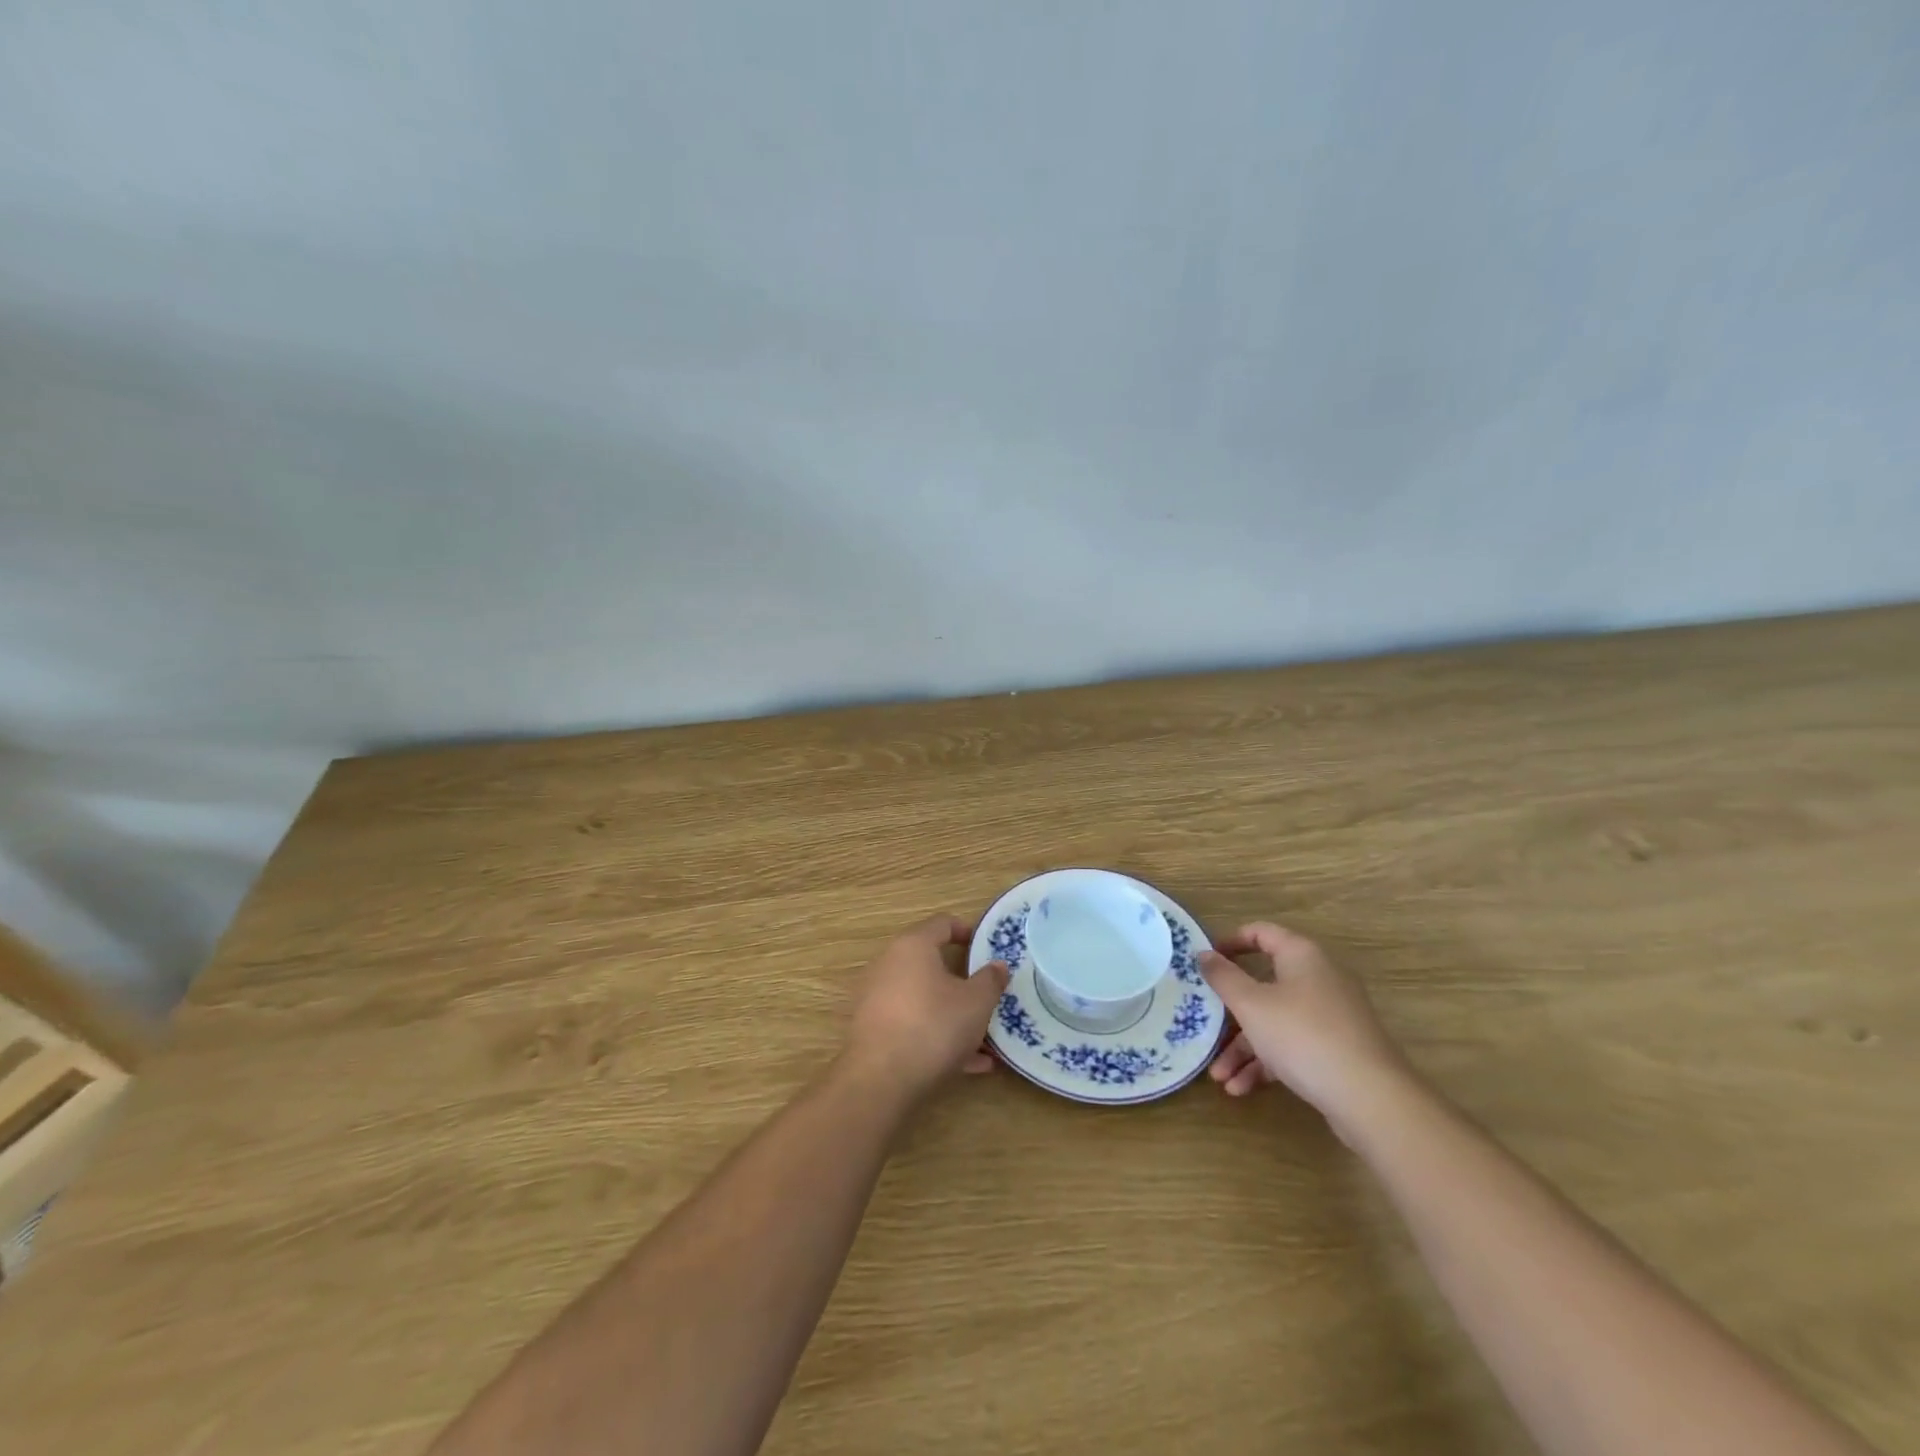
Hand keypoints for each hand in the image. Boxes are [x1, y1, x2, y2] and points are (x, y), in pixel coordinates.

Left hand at [844, 915, 1010, 1099]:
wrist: (880, 1079)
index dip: (967, 930)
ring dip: (953, 1014)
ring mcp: (877, 998)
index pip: (942, 923)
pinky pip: (913, 1024)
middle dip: (962, 980)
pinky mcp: (872, 1030)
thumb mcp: (976, 1003)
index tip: (987, 947)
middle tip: (987, 994)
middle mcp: (889, 964)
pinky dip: (938, 1035)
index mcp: (913, 946)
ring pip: (924, 998)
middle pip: (931, 963)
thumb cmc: (934, 1026)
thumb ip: (990, 980)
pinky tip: (968, 1064)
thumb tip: (997, 965)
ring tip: (984, 1039)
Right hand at [1200, 922, 1411, 1133]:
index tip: (1205, 962)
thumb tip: (1204, 954)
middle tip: (1206, 1025)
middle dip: (1231, 1013)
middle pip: (1264, 985)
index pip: (1261, 933)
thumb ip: (1223, 977)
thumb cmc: (1302, 1036)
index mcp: (1302, 955)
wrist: (1371, 1099)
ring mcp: (1332, 1015)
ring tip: (1219, 1077)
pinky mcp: (1338, 1049)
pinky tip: (1241, 1089)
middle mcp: (1319, 978)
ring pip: (1276, 1021)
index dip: (1230, 943)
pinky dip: (1267, 1063)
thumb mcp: (1251, 1005)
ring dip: (1244, 1048)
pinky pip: (1293, 1046)